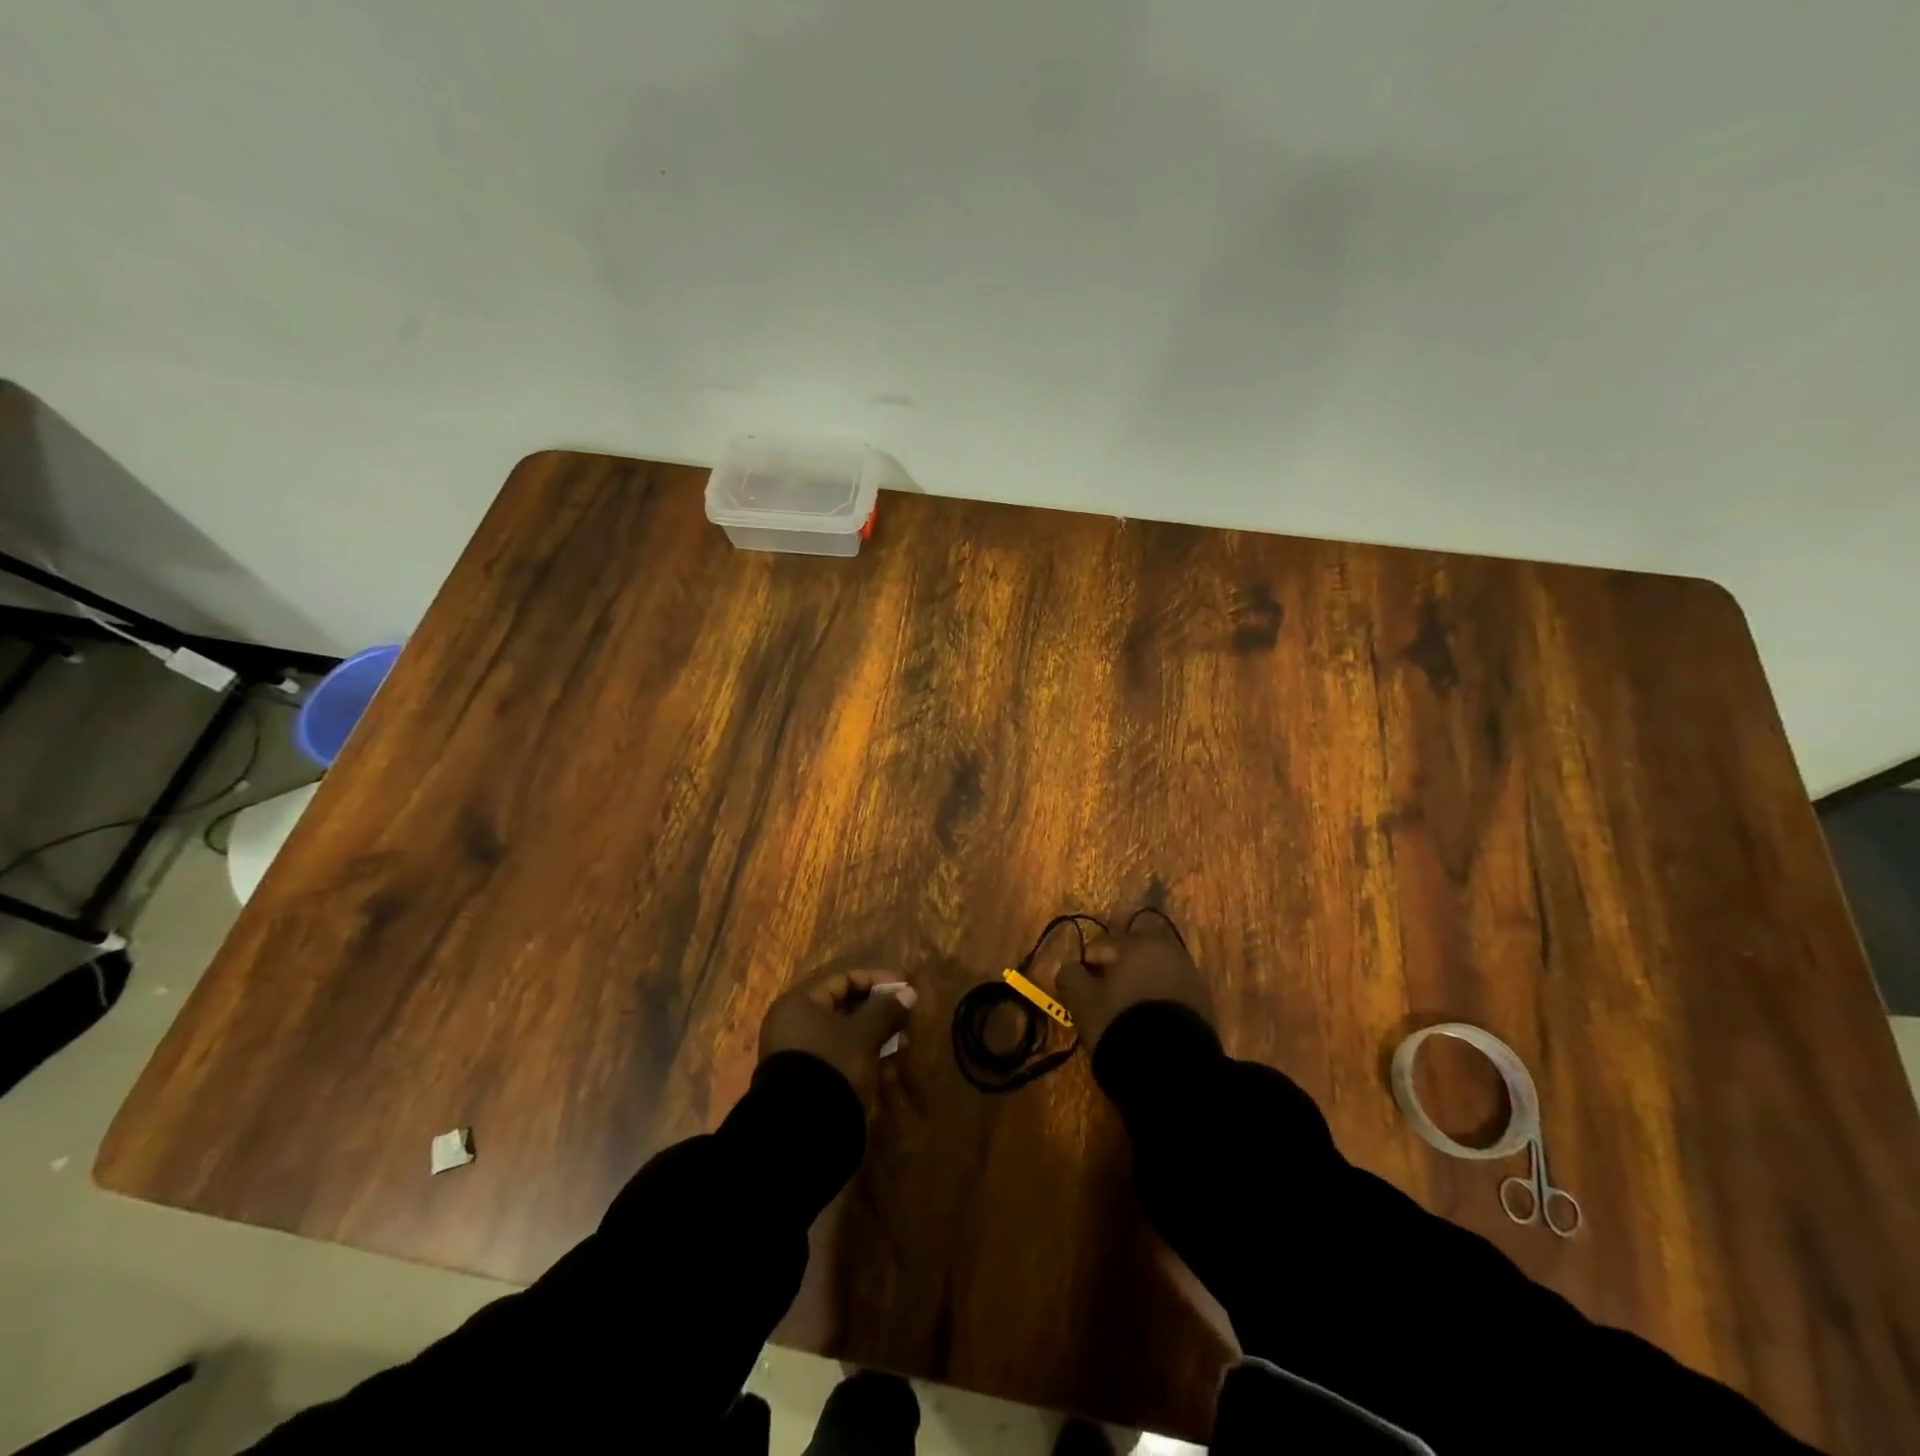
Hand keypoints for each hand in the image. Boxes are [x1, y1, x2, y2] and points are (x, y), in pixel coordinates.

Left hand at [760, 970, 917, 1103]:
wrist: (801, 1127)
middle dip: (877, 1012)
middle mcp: (792, 1023)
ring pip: (842, 1035)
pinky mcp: (804, 1078)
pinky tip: (887, 1069)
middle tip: (904, 1018)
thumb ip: (886, 1010)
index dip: (876, 981)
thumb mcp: (864, 1034)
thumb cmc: (833, 1063)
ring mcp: (796, 1053)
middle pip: (842, 1007)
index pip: (843, 980)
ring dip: (874, 1036)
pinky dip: (861, 1057)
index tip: (903, 989)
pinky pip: (837, 1057)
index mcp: (799, 1003)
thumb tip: (909, 994)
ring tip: (902, 1044)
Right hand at [1054, 915, 1211, 1049]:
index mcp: (1137, 944)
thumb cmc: (1120, 1023)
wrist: (1173, 1067)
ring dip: (1138, 985)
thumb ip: (1070, 976)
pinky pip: (1171, 993)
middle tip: (1102, 999)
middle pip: (1131, 955)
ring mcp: (1190, 976)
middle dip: (1116, 971)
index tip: (1079, 990)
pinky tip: (1148, 1025)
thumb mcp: (1082, 1001)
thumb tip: (1070, 968)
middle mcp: (1167, 951)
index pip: (1101, 945)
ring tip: (1125, 1014)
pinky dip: (1157, 1002)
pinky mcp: (1204, 1003)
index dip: (1085, 965)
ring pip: (1154, 973)